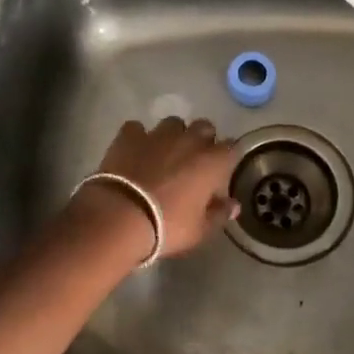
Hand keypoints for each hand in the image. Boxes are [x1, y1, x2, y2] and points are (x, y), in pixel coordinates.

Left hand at [75, 117, 239, 264]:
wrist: (120, 217)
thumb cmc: (167, 226)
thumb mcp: (199, 230)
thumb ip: (219, 214)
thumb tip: (233, 205)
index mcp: (211, 162)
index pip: (231, 147)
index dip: (227, 157)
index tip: (221, 170)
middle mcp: (189, 140)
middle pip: (204, 127)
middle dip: (202, 139)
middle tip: (193, 161)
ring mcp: (157, 135)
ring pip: (173, 123)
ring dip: (173, 135)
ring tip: (164, 154)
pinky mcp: (129, 136)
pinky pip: (137, 128)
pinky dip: (138, 138)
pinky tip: (134, 152)